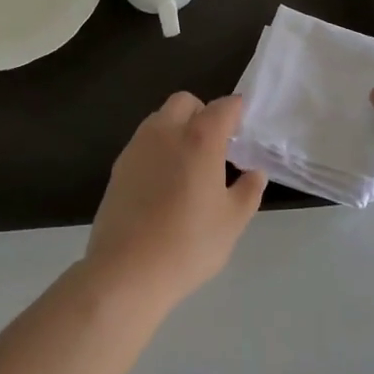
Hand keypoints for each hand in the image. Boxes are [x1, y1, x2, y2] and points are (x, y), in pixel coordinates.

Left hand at [84, 93, 266, 311]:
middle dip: (202, 113)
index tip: (243, 128)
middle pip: (185, 102)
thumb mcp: (232, 222)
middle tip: (215, 145)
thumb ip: (248, 191)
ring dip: (177, 128)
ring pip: (160, 119)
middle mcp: (166, 131)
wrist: (126, 271)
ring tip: (188, 165)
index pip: (223, 107)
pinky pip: (143, 142)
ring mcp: (137, 147)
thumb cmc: (188, 244)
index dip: (236, 111)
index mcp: (200, 138)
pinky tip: (164, 184)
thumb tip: (255, 173)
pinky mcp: (118, 166)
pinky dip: (158, 149)